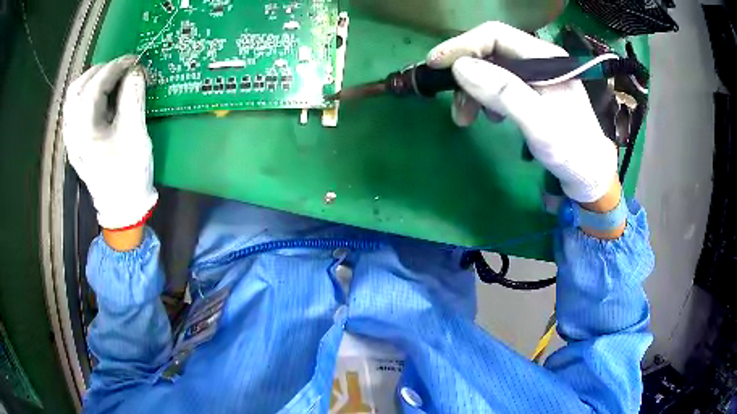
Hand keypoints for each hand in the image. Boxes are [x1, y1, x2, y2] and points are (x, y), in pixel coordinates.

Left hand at [63, 55, 157, 234]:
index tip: (134, 60)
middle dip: (100, 70)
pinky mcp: (75, 141)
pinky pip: (75, 108)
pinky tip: (101, 95)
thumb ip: (133, 97)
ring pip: (73, 97)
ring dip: (91, 80)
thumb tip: (136, 70)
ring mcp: (71, 138)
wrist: (122, 208)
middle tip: (122, 68)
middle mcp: (72, 133)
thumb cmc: (129, 174)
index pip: (94, 87)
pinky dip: (87, 93)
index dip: (115, 67)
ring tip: (111, 77)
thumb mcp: (135, 135)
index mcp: (84, 133)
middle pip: (77, 88)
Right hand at [427, 22, 617, 204]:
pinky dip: (485, 98)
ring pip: (491, 69)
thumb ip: (504, 92)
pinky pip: (499, 85)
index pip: (495, 35)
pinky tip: (490, 117)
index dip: (462, 46)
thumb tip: (460, 67)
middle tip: (454, 105)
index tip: (435, 65)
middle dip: (466, 74)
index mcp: (544, 57)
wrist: (590, 175)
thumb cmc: (571, 151)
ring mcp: (536, 75)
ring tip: (468, 118)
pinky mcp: (532, 91)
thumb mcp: (539, 123)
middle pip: (490, 52)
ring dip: (473, 90)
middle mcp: (539, 59)